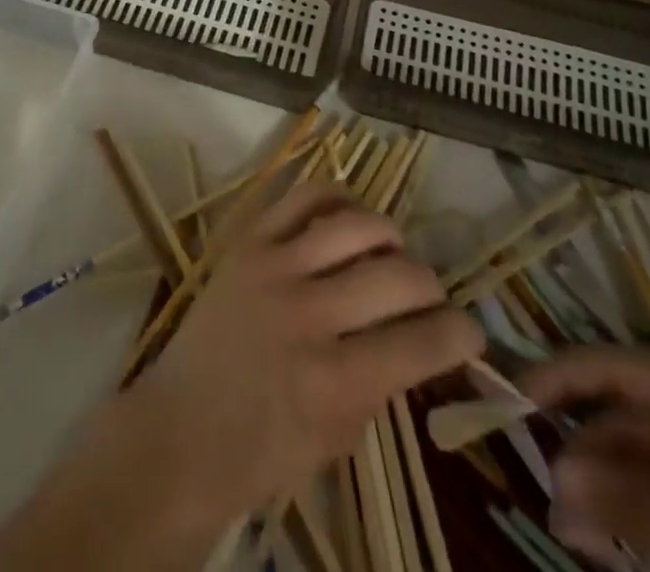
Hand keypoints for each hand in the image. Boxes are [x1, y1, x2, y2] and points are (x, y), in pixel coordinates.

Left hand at [126, 180, 484, 527]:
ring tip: (394, 253)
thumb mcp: (337, 440)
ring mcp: (275, 269)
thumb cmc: (261, 452)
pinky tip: (353, 217)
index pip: (421, 342)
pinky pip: (305, 198)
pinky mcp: (250, 241)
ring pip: (357, 226)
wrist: (179, 429)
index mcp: (333, 382)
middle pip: (397, 276)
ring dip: (391, 237)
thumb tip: (420, 339)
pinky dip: (340, 199)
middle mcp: (308, 315)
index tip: (470, 332)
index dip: (461, 334)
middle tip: (430, 298)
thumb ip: (381, 386)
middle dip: (432, 287)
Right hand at [521, 348, 649, 571]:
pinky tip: (634, 547)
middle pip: (633, 417)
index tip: (512, 400)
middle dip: (588, 457)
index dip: (558, 376)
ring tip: (584, 539)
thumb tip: (554, 479)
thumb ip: (626, 506)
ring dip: (618, 494)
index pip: (614, 365)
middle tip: (554, 508)